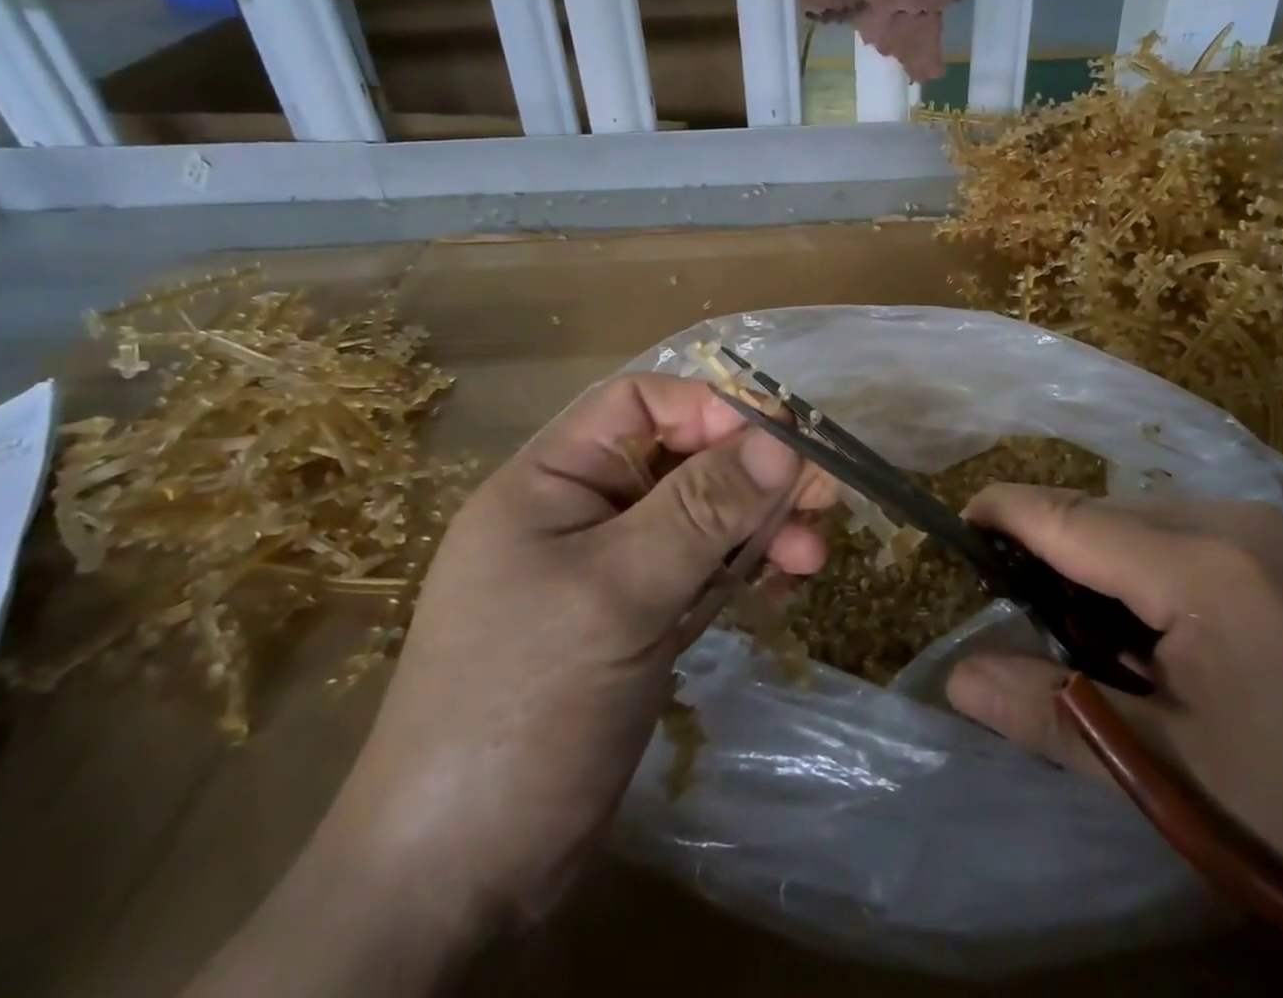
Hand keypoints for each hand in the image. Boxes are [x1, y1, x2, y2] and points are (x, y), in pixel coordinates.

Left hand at [319, 375, 834, 920]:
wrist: (459, 878)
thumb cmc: (526, 706)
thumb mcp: (619, 593)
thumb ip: (702, 509)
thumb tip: (782, 436)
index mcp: (550, 480)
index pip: (639, 404)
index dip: (710, 408)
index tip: (782, 436)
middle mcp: (580, 512)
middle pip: (680, 460)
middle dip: (751, 473)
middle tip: (823, 495)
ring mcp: (609, 570)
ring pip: (698, 517)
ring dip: (757, 526)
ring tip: (813, 554)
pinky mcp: (635, 620)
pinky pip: (699, 571)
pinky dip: (742, 570)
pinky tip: (783, 586)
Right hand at [944, 487, 1282, 921]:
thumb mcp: (1172, 769)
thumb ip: (1054, 715)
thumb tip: (958, 680)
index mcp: (1201, 567)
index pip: (1069, 517)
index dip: (1005, 512)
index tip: (957, 524)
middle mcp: (1233, 519)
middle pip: (1105, 514)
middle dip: (1054, 549)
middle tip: (1032, 616)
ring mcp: (1270, 523)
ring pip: (1145, 518)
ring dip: (1105, 559)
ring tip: (1105, 635)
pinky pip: (1188, 527)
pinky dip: (1150, 560)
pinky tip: (1170, 626)